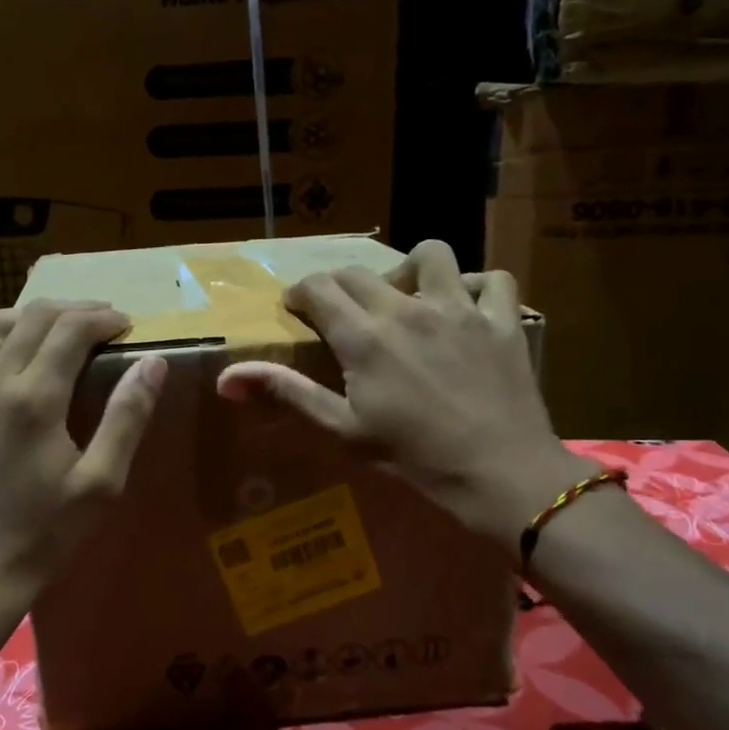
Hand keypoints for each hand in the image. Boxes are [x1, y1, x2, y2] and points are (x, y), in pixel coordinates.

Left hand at [0, 301, 165, 625]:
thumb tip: (152, 362)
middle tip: (101, 321)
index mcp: (33, 398)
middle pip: (30, 317)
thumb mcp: (102, 482)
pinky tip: (12, 370)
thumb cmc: (47, 533)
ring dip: (25, 317)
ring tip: (53, 332)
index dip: (103, 318)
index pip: (69, 329)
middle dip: (72, 309)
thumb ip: (127, 415)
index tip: (126, 325)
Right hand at [215, 239, 583, 555]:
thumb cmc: (414, 458)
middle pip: (362, 272)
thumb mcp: (342, 430)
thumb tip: (226, 378)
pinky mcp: (502, 321)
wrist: (500, 475)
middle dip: (340, 284)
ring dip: (410, 268)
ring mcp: (460, 309)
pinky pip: (493, 279)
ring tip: (406, 296)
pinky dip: (477, 285)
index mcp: (364, 338)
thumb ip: (287, 393)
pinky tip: (466, 306)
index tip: (296, 308)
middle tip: (340, 312)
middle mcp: (408, 310)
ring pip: (431, 254)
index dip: (300, 293)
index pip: (319, 289)